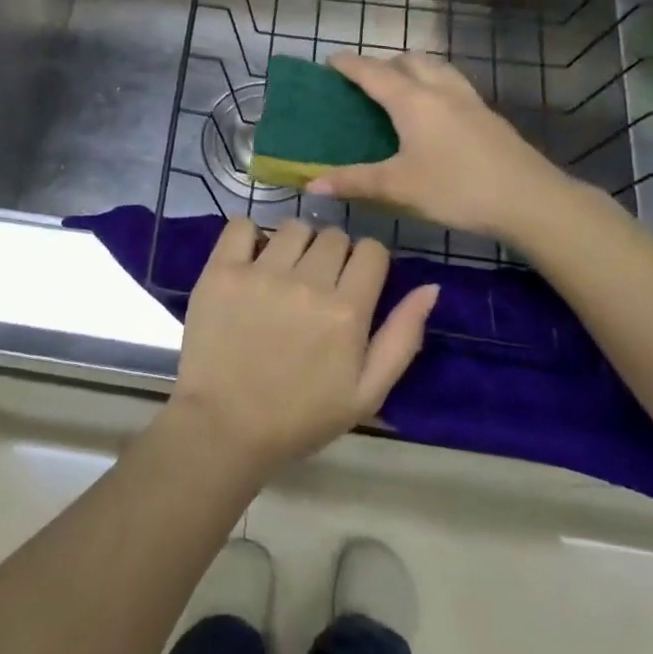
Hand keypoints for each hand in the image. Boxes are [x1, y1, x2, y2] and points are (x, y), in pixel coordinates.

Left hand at [169, 218, 436, 477]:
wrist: (224, 428)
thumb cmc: (299, 418)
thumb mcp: (366, 394)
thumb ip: (402, 338)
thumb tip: (431, 288)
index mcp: (347, 311)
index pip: (371, 250)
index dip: (367, 262)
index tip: (354, 281)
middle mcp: (307, 282)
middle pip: (333, 235)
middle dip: (332, 254)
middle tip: (317, 283)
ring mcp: (260, 272)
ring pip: (293, 227)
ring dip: (295, 244)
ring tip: (283, 273)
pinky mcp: (221, 270)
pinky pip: (240, 224)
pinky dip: (248, 234)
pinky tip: (249, 260)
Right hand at [305, 53, 572, 240]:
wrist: (529, 199)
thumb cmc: (456, 188)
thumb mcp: (398, 187)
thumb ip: (353, 182)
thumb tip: (310, 186)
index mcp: (412, 101)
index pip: (373, 73)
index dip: (349, 65)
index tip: (331, 60)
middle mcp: (439, 90)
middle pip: (408, 61)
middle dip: (384, 63)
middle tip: (366, 80)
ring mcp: (469, 100)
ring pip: (436, 68)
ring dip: (413, 69)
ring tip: (401, 88)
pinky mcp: (488, 116)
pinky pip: (453, 85)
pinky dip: (435, 84)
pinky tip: (437, 113)